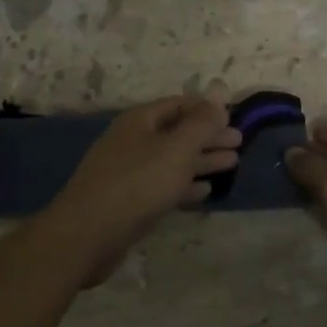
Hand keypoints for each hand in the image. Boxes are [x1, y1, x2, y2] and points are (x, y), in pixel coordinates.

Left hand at [41, 95, 241, 284]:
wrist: (86, 235)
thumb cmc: (136, 185)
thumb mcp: (175, 150)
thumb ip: (200, 123)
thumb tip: (220, 92)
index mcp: (140, 121)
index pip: (179, 104)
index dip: (207, 109)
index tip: (234, 117)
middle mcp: (132, 140)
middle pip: (177, 132)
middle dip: (208, 135)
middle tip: (239, 143)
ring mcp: (128, 171)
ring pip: (172, 160)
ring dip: (201, 160)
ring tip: (232, 163)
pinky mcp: (128, 201)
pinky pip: (162, 186)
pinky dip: (184, 185)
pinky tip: (204, 191)